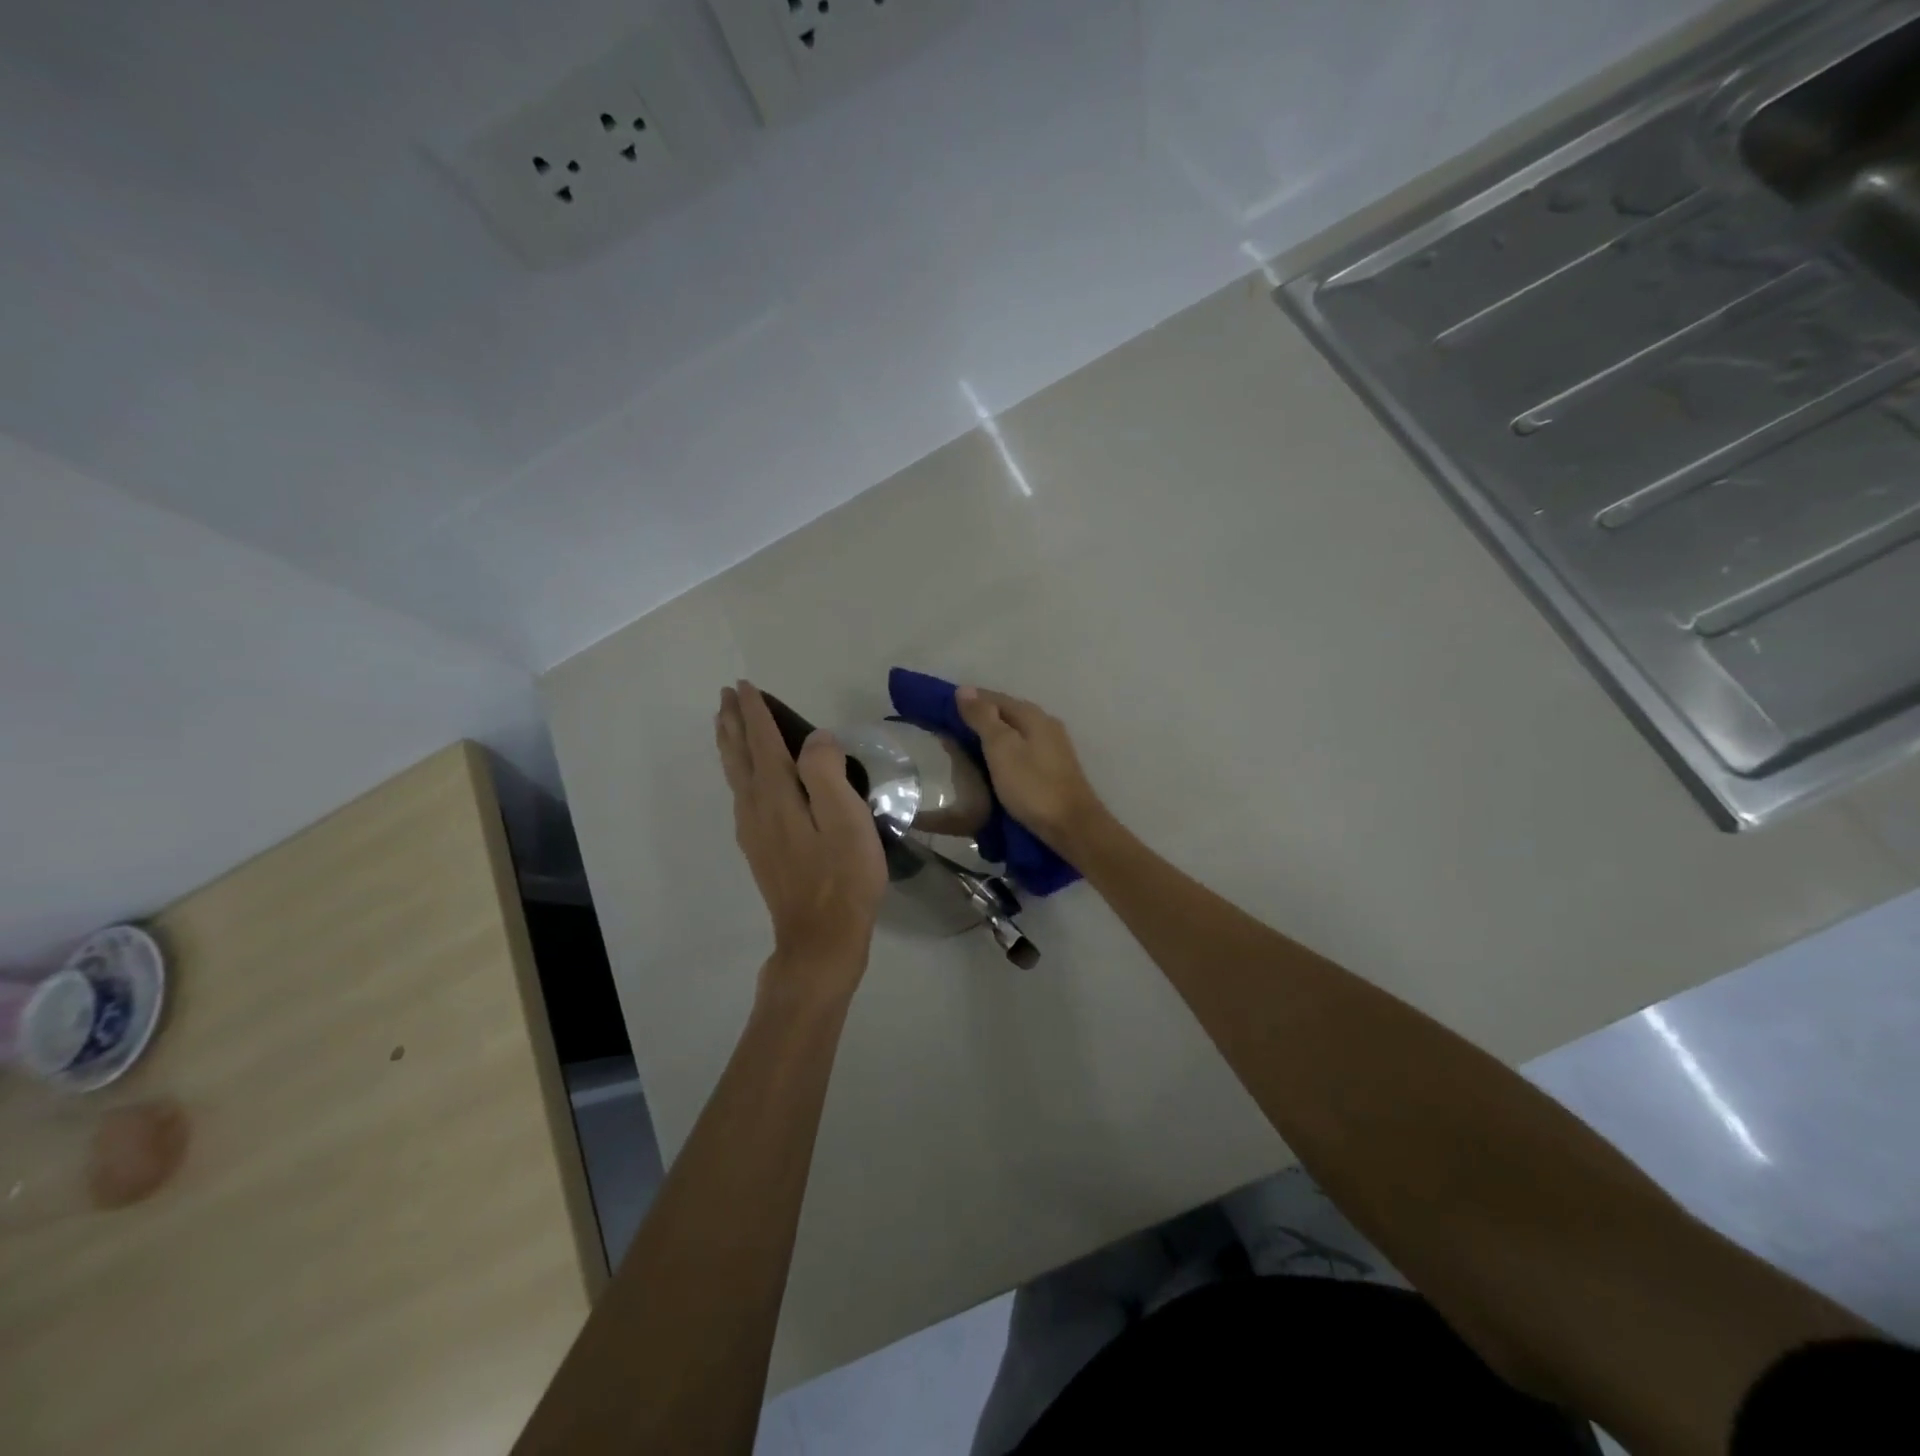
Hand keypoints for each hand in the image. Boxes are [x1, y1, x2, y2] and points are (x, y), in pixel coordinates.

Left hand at [716, 681, 887, 999]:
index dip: (755, 712)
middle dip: (733, 723)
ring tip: (726, 726)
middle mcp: (756, 807)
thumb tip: (815, 739)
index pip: (762, 741)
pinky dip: (738, 771)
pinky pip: (741, 794)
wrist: (821, 938)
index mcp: (777, 794)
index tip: (745, 685)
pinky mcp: (760, 849)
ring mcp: (754, 831)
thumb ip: (826, 772)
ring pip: (736, 776)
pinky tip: (745, 778)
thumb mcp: (845, 819)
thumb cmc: (842, 876)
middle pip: (739, 755)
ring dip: (730, 745)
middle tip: (727, 696)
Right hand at [955, 687, 1108, 854]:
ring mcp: (1052, 747)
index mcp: (1032, 715)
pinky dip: (1001, 753)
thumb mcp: (1001, 748)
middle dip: (977, 719)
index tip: (941, 709)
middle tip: (947, 731)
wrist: (1072, 826)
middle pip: (1005, 714)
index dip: (968, 701)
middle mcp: (1045, 724)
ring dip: (989, 737)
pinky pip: (1020, 751)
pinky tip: (990, 764)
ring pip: (1013, 734)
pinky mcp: (1053, 769)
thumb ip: (983, 718)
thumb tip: (965, 690)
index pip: (993, 697)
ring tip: (963, 748)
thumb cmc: (1032, 785)